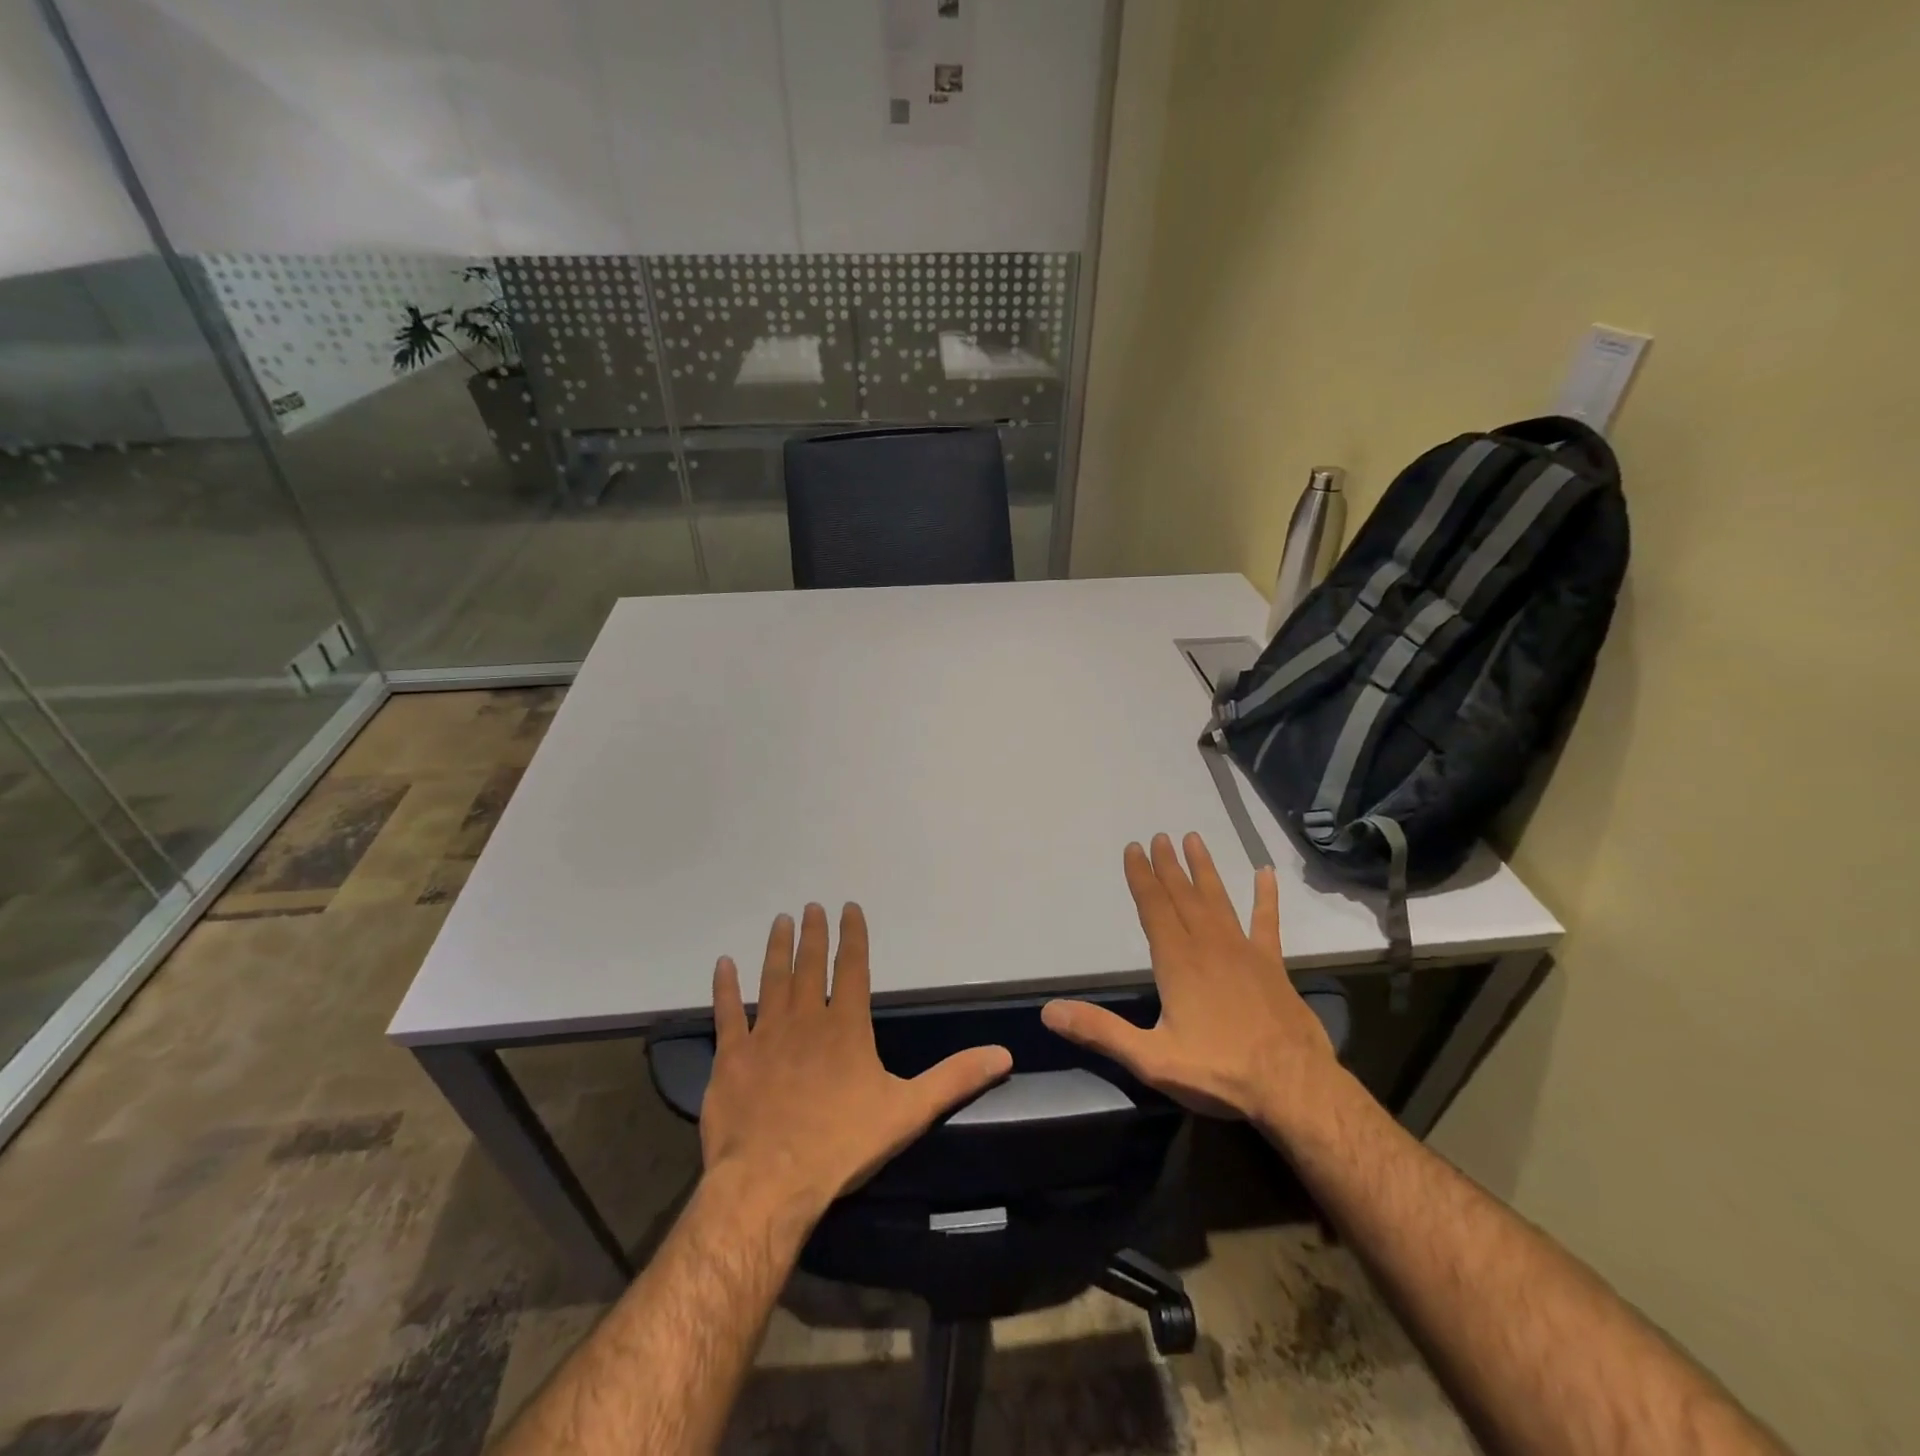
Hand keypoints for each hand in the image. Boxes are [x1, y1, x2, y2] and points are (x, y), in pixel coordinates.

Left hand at [701, 903, 1012, 1222]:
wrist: (770, 1183)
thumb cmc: (842, 1144)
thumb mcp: (908, 1111)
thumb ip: (955, 1079)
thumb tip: (1003, 1055)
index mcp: (846, 1026)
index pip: (852, 968)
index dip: (853, 936)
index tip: (849, 908)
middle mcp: (805, 1018)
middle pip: (810, 965)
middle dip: (813, 934)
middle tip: (811, 907)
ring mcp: (764, 1035)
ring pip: (771, 979)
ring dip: (777, 949)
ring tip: (780, 921)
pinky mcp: (731, 1058)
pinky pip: (727, 1013)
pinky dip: (724, 988)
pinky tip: (723, 964)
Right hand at [1042, 833, 1336, 1122]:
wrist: (1293, 1089)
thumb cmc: (1219, 1072)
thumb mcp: (1150, 1059)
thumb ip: (1101, 1031)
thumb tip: (1049, 1011)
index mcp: (1178, 962)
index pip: (1154, 908)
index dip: (1141, 878)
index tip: (1134, 848)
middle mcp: (1209, 946)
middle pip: (1183, 896)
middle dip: (1168, 866)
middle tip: (1159, 837)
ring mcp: (1244, 952)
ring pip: (1218, 900)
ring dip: (1204, 870)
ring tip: (1194, 840)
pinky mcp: (1272, 965)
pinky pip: (1267, 922)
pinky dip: (1266, 897)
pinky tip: (1266, 873)